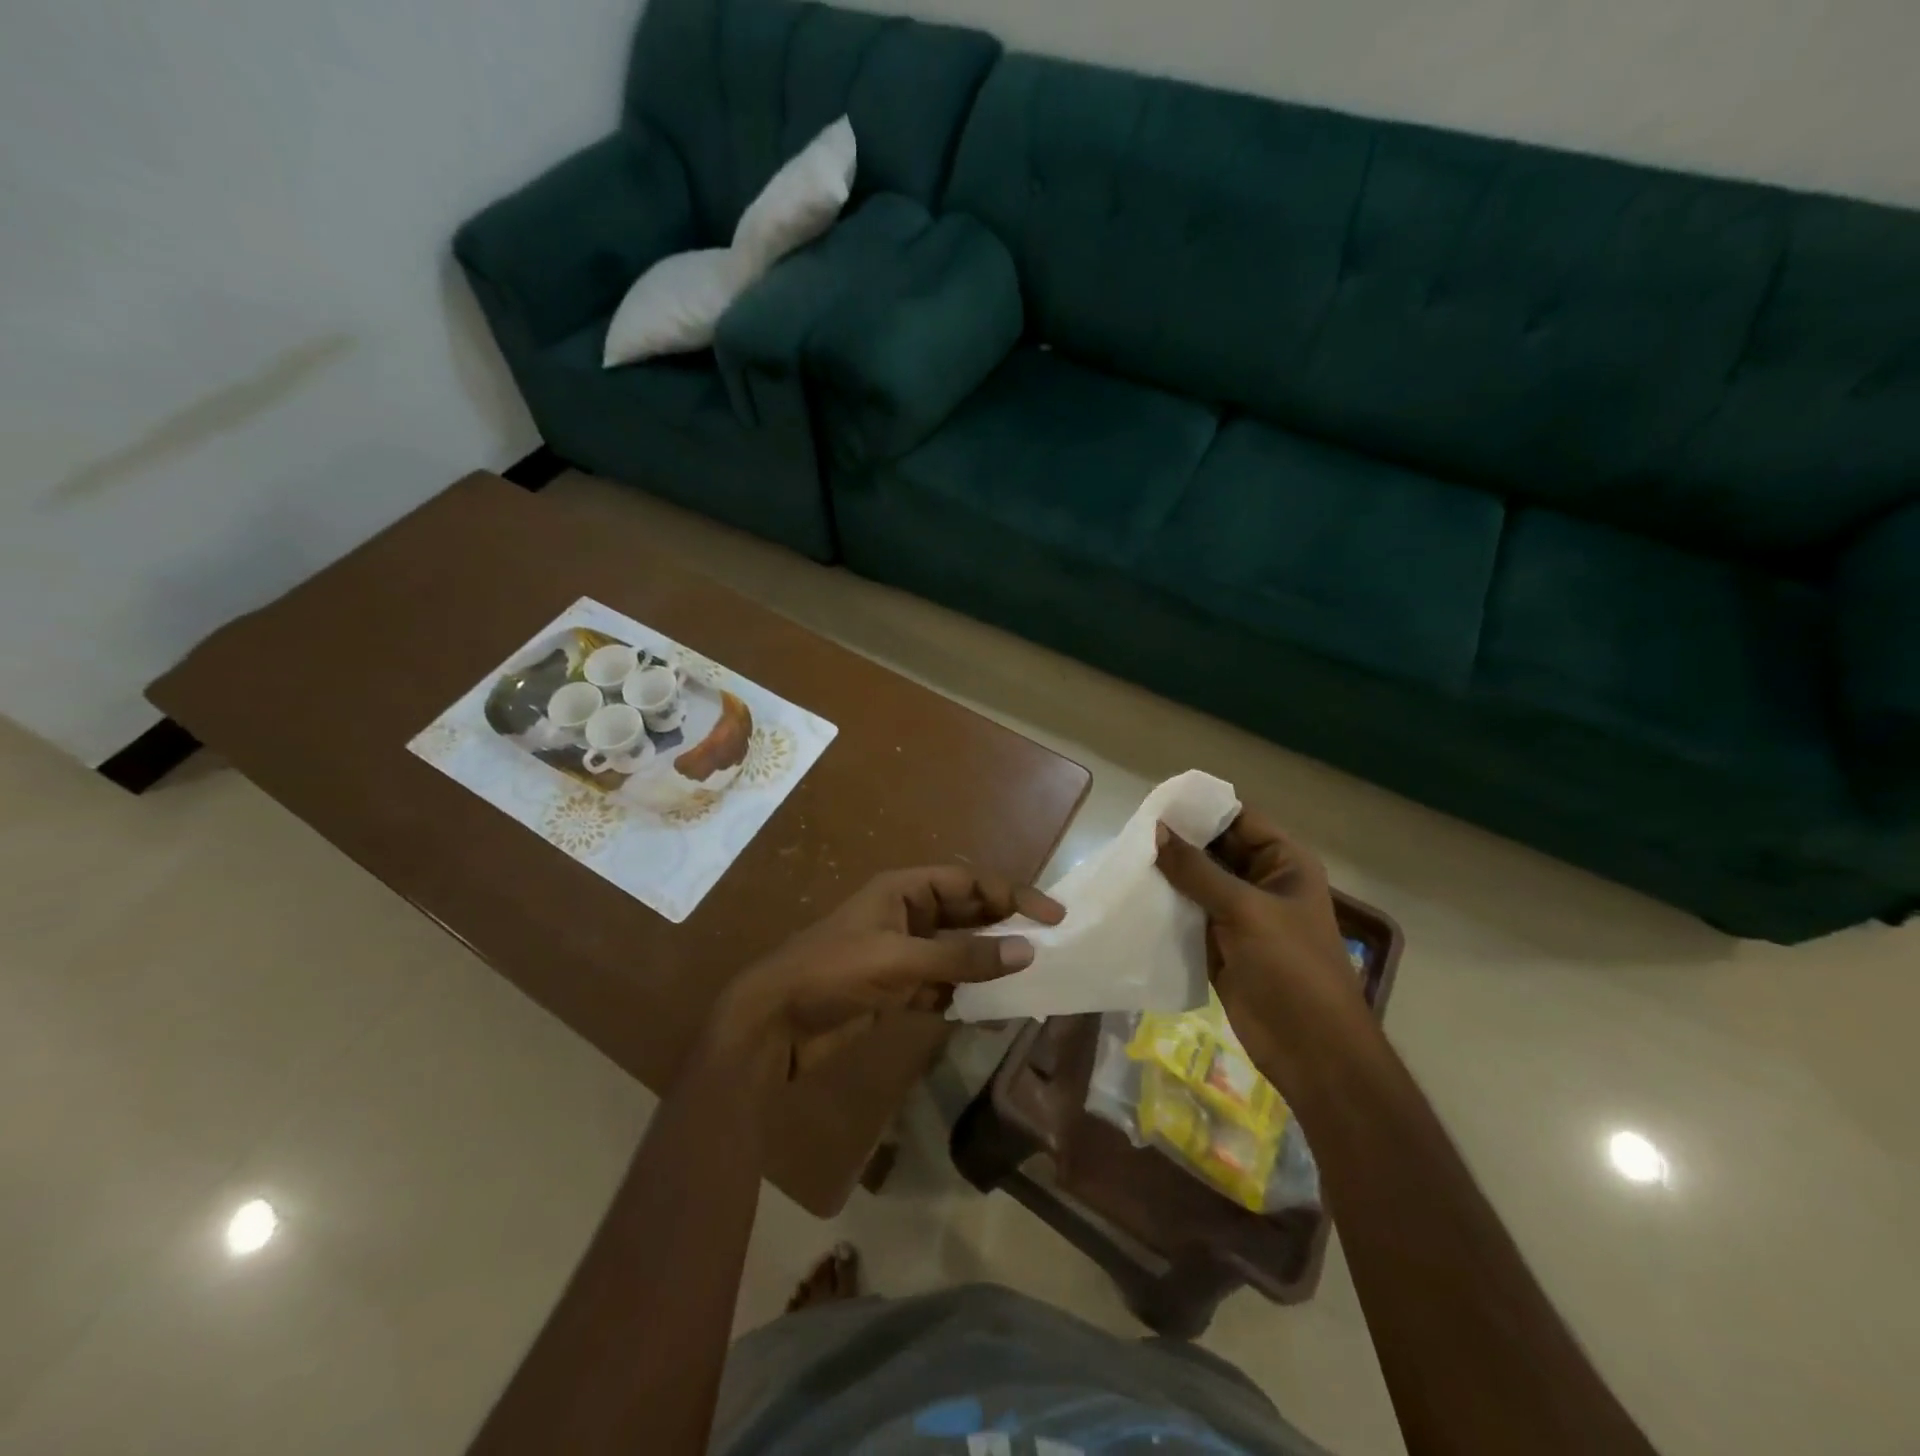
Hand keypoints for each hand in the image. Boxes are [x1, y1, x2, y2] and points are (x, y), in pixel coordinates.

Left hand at [712, 866, 1063, 1077]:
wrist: (773, 1023)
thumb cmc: (833, 972)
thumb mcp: (900, 960)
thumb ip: (963, 958)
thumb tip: (1026, 951)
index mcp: (904, 890)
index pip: (970, 881)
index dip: (1013, 893)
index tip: (1053, 916)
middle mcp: (906, 914)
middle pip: (967, 913)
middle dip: (1005, 927)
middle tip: (1049, 946)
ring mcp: (901, 952)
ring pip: (957, 952)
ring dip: (988, 965)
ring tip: (1029, 981)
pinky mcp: (895, 988)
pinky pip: (942, 985)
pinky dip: (964, 996)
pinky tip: (991, 1014)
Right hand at [1155, 811, 1365, 1082]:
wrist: (1310, 1049)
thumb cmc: (1291, 968)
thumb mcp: (1245, 910)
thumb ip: (1197, 870)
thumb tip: (1155, 830)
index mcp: (1283, 862)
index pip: (1238, 819)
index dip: (1200, 809)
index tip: (1154, 803)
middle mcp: (1261, 881)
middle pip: (1214, 849)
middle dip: (1177, 841)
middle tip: (1129, 831)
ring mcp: (1239, 914)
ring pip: (1196, 881)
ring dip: (1167, 873)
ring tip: (1124, 858)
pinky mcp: (1219, 942)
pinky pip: (1188, 913)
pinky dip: (1165, 905)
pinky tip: (1133, 895)